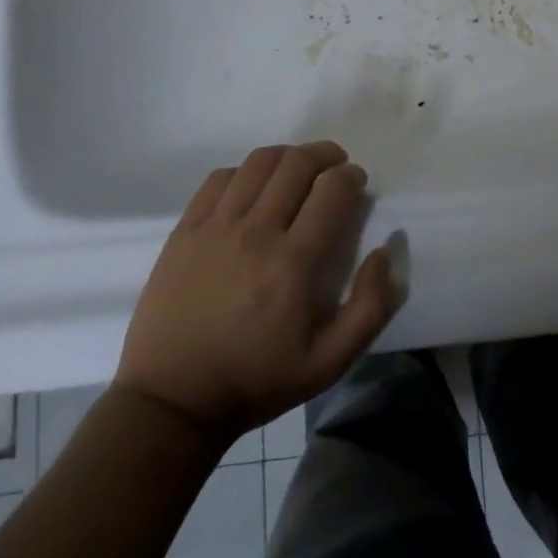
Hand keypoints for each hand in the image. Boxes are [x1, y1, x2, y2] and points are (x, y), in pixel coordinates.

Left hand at [115, 142, 403, 438]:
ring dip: (288, 156)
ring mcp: (216, 228)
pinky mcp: (185, 231)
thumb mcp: (330, 362)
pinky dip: (246, 171)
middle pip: (297, 164)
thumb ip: (371, 307)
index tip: (356, 184)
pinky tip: (254, 188)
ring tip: (298, 169)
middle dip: (326, 156)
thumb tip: (385, 250)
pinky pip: (220, 178)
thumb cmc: (257, 380)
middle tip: (335, 167)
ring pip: (260, 162)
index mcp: (294, 263)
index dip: (352, 176)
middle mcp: (256, 233)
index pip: (333, 189)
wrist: (172, 401)